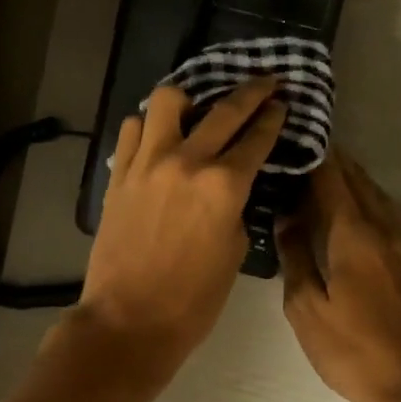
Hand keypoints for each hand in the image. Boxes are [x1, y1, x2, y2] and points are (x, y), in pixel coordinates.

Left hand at [75, 77, 286, 369]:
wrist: (129, 320)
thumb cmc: (193, 299)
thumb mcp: (234, 250)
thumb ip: (236, 206)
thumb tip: (231, 184)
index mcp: (223, 186)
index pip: (256, 138)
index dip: (272, 117)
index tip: (281, 102)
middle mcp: (186, 161)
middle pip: (224, 109)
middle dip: (251, 91)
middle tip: (265, 81)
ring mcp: (147, 163)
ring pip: (167, 101)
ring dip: (189, 98)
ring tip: (196, 109)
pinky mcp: (119, 174)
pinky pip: (133, 129)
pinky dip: (149, 125)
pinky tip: (158, 136)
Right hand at [278, 150, 400, 401]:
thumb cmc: (357, 351)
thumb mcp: (308, 309)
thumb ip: (295, 257)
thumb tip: (285, 217)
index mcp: (354, 233)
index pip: (330, 177)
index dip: (311, 155)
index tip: (290, 139)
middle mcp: (384, 226)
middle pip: (356, 178)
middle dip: (329, 160)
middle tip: (300, 150)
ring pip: (375, 193)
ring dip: (349, 178)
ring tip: (319, 174)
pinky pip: (386, 212)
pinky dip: (365, 199)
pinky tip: (350, 210)